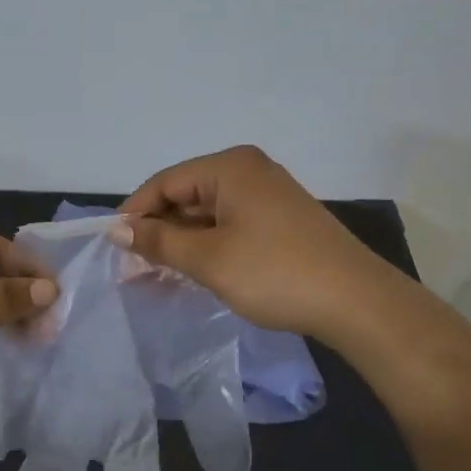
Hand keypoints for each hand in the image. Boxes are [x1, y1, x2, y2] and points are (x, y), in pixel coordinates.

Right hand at [115, 145, 372, 337]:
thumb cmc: (274, 273)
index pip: (165, 182)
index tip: (113, 247)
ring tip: (156, 275)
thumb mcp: (208, 259)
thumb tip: (118, 230)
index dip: (135, 213)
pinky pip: (229, 226)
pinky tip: (192, 272)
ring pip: (206, 214)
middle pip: (185, 196)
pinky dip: (207, 247)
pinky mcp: (280, 221)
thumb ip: (159, 241)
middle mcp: (248, 172)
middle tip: (132, 268)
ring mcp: (267, 196)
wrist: (357, 303)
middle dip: (157, 231)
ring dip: (180, 243)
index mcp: (230, 167)